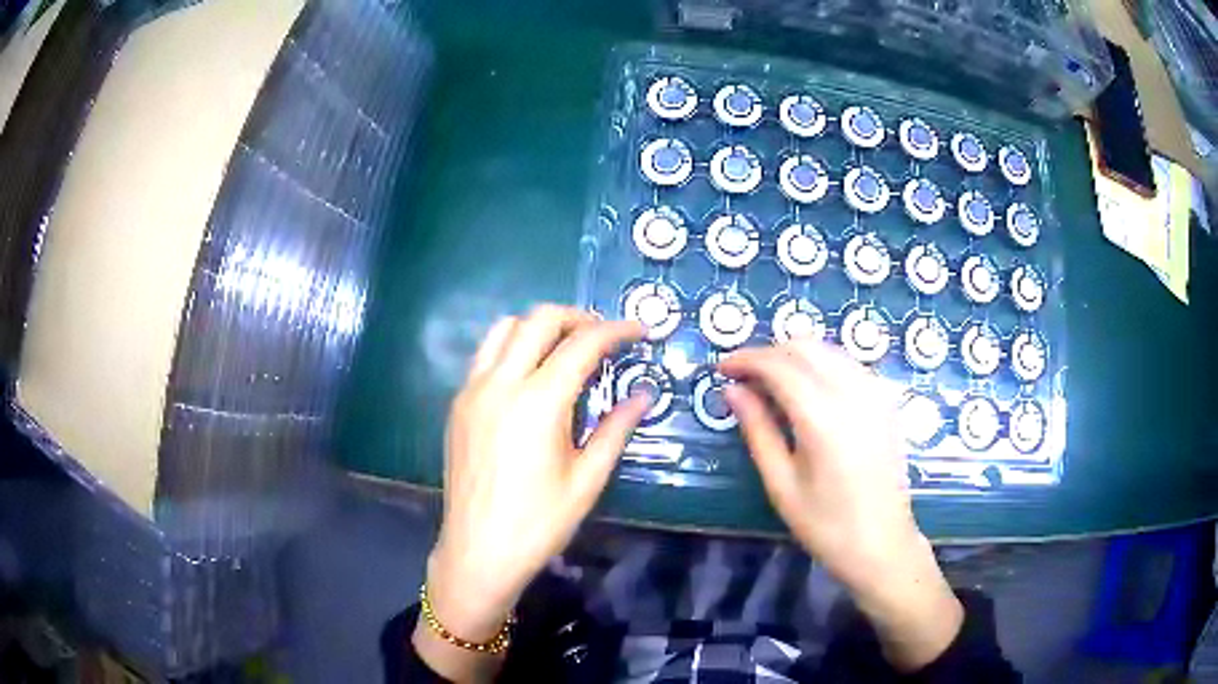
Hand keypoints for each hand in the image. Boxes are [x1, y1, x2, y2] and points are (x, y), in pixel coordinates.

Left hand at [426, 306, 647, 642]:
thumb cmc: (539, 523)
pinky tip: (530, 377)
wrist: (478, 551)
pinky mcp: (458, 404)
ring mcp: (472, 391)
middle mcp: (501, 383)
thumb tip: (645, 394)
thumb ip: (616, 428)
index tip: (640, 330)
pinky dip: (512, 348)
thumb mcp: (587, 479)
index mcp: (539, 402)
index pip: (583, 343)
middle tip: (604, 337)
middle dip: (578, 317)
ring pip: (504, 328)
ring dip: (539, 327)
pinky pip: (485, 355)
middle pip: (539, 319)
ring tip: (565, 348)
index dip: (617, 330)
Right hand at [719, 340, 961, 671]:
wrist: (882, 543)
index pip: (778, 365)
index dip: (746, 360)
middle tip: (744, 377)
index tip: (721, 368)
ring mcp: (875, 393)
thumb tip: (733, 390)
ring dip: (795, 354)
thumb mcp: (781, 484)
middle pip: (804, 346)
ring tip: (771, 381)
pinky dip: (821, 363)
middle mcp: (852, 392)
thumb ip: (757, 430)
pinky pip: (848, 363)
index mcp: (822, 417)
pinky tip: (808, 388)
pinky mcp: (886, 400)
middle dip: (769, 353)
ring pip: (828, 349)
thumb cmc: (825, 524)